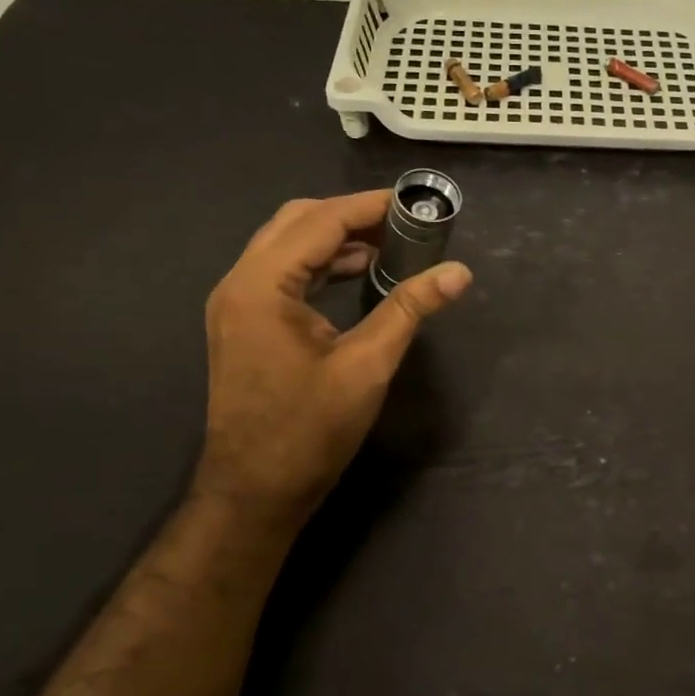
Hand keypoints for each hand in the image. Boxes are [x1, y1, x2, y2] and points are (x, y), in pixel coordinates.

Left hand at [192, 190, 471, 522]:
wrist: (254, 491)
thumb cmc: (309, 430)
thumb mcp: (367, 365)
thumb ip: (410, 308)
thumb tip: (459, 273)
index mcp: (262, 286)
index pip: (319, 221)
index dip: (368, 207)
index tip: (412, 203)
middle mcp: (239, 283)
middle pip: (295, 222)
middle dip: (350, 215)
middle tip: (402, 224)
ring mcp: (236, 304)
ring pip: (286, 245)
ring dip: (334, 239)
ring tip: (389, 246)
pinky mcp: (243, 324)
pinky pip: (281, 273)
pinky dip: (319, 264)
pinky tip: (357, 275)